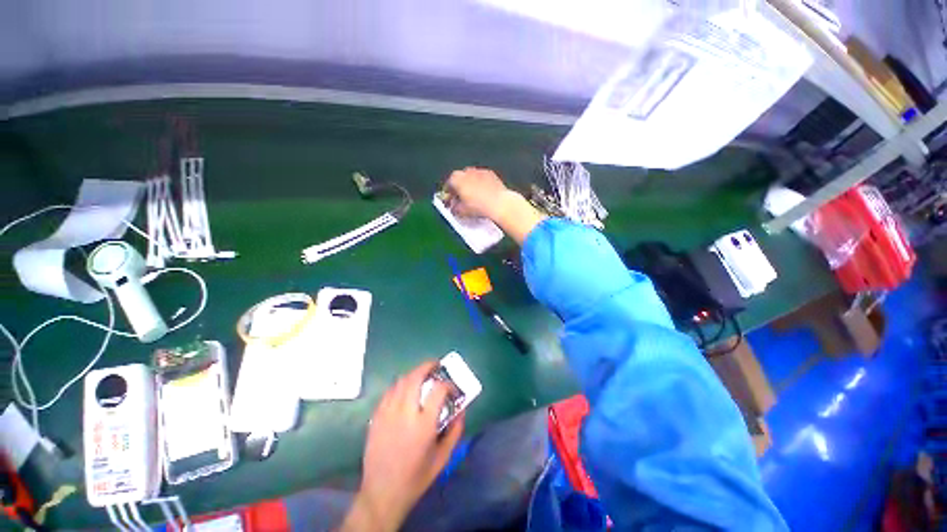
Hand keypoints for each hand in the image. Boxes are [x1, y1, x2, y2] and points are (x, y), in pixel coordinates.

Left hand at [342, 361, 464, 530]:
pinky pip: (388, 392)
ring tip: (421, 376)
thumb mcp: (443, 457)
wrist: (383, 493)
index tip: (452, 388)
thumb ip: (456, 430)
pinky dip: (399, 385)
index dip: (448, 384)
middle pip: (415, 377)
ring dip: (413, 374)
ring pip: (400, 381)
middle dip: (427, 366)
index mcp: (424, 424)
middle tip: (435, 365)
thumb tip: (462, 408)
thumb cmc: (416, 476)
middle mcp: (405, 413)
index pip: (438, 390)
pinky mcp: (376, 417)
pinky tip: (404, 390)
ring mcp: (388, 413)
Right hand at [445, 167, 509, 219]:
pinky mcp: (490, 173)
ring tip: (473, 198)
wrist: (499, 203)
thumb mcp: (461, 211)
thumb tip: (454, 208)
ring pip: (471, 178)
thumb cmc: (479, 206)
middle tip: (461, 200)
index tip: (450, 201)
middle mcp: (466, 171)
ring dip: (470, 186)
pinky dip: (481, 185)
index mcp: (456, 179)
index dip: (449, 195)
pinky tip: (484, 195)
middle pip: (459, 180)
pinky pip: (482, 179)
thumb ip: (454, 208)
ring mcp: (479, 171)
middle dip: (459, 189)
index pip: (448, 185)